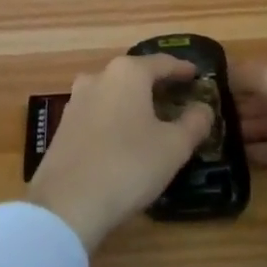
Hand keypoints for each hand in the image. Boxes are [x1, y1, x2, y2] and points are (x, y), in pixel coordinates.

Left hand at [27, 54, 214, 250]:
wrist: (67, 203)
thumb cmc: (128, 165)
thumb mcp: (174, 147)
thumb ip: (194, 122)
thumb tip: (203, 107)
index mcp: (127, 73)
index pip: (162, 63)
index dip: (182, 69)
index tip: (196, 74)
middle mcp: (99, 77)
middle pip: (135, 74)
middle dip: (157, 84)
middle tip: (177, 97)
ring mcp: (76, 100)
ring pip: (114, 93)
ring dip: (134, 101)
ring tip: (153, 118)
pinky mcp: (64, 125)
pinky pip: (98, 112)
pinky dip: (116, 117)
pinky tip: (125, 137)